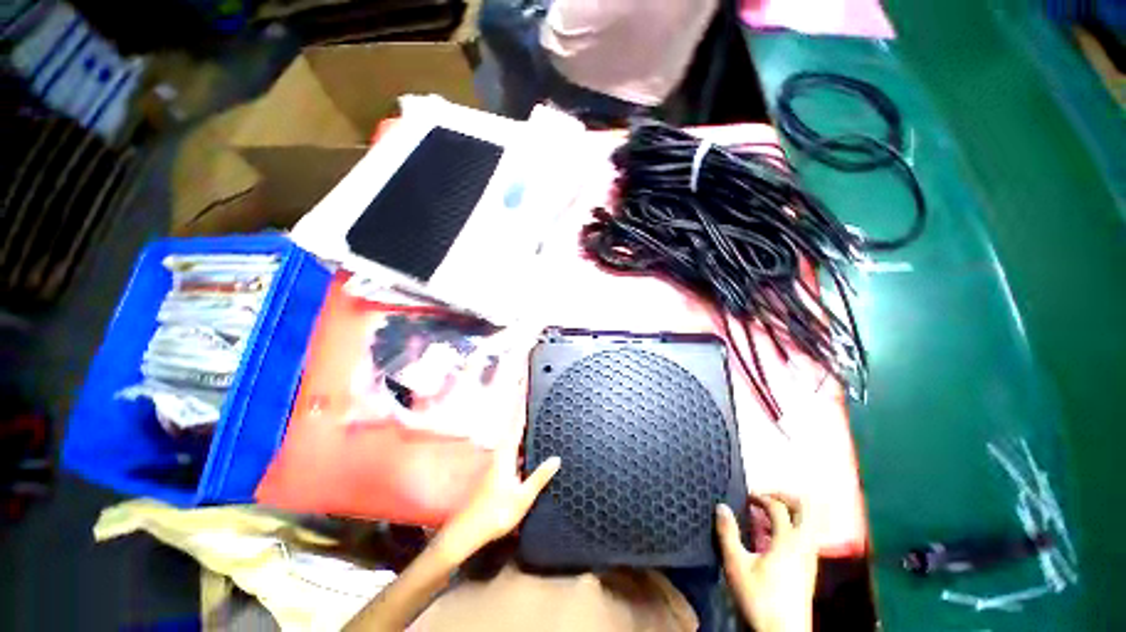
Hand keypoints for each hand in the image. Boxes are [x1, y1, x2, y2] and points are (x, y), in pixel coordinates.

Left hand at [433, 347, 560, 563]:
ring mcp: (498, 458)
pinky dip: (520, 430)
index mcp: (505, 454)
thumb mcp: (522, 497)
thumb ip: (539, 476)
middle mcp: (501, 451)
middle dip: (517, 398)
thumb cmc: (494, 514)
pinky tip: (528, 432)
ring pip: (511, 429)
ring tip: (528, 398)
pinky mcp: (499, 466)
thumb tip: (556, 458)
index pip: (515, 420)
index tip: (522, 380)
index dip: (519, 399)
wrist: (468, 531)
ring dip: (518, 412)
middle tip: (526, 380)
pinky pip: (512, 441)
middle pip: (512, 419)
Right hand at [716, 494, 817, 631]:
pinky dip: (792, 525)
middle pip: (806, 509)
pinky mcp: (810, 568)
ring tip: (768, 513)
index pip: (778, 507)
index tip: (744, 497)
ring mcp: (811, 557)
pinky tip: (774, 535)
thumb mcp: (736, 565)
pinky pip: (806, 535)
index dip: (760, 496)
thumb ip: (728, 533)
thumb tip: (721, 506)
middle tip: (765, 496)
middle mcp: (804, 545)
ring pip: (809, 522)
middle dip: (785, 496)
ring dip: (790, 511)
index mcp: (788, 541)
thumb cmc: (759, 598)